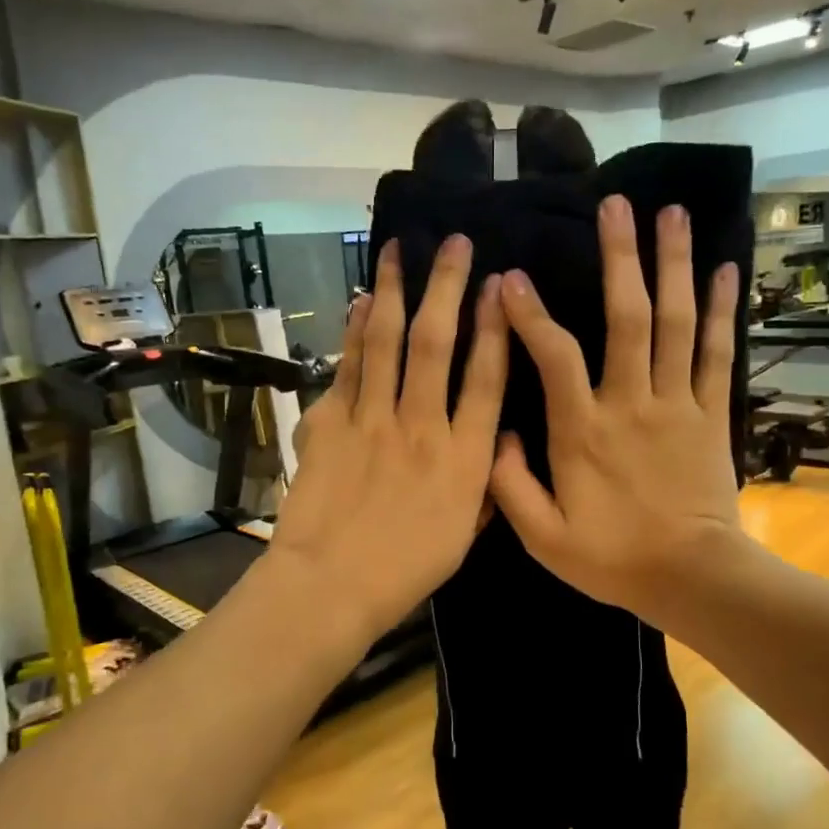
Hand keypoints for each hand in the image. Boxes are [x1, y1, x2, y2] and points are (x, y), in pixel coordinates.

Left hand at [269, 237, 507, 642]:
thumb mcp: (465, 535)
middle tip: (455, 243)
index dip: (495, 327)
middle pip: (438, 344)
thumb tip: (497, 442)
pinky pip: (348, 366)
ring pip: (388, 342)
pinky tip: (362, 303)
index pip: (488, 379)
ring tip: (399, 250)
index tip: (499, 286)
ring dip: (395, 291)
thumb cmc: (406, 569)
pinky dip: (356, 331)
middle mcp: (422, 427)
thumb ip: (485, 485)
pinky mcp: (329, 422)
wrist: (330, 585)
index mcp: (465, 460)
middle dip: (447, 287)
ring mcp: (372, 420)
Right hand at [490, 195, 744, 622]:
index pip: (554, 357)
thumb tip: (499, 435)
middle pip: (628, 317)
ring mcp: (676, 404)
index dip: (530, 314)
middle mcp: (631, 403)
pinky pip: (716, 353)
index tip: (511, 276)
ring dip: (674, 266)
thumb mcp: (543, 538)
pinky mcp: (710, 413)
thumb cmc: (613, 559)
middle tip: (616, 205)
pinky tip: (726, 270)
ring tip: (674, 214)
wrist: (692, 579)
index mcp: (582, 431)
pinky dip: (724, 310)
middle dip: (620, 258)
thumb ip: (510, 486)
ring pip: (677, 323)